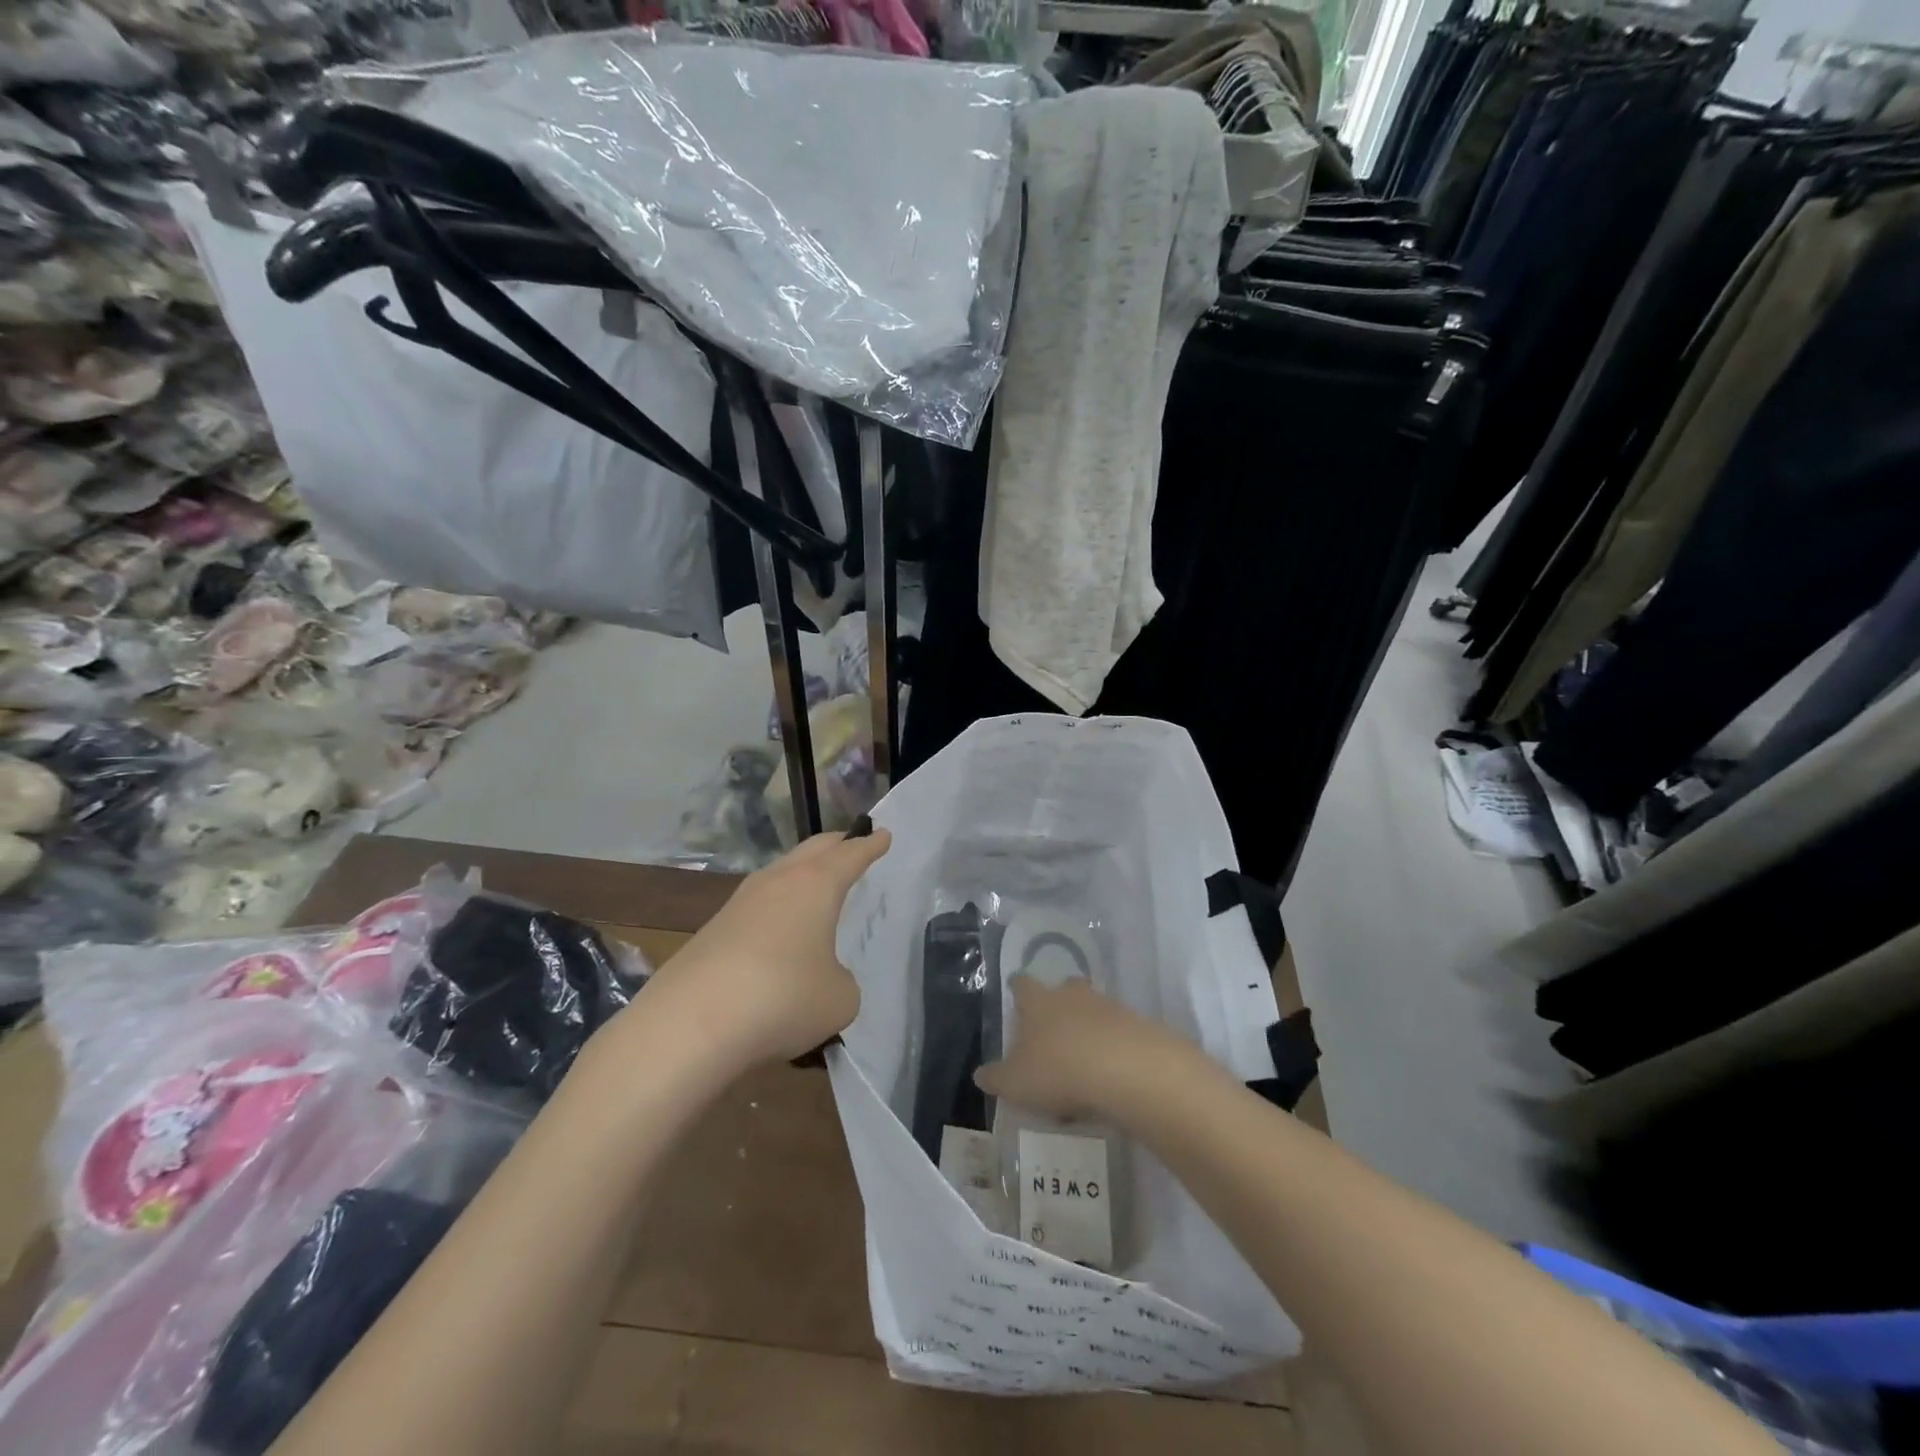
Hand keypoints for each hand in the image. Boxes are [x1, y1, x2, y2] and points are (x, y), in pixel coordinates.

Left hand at [650, 827, 890, 1067]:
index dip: (871, 846)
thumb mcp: (839, 999)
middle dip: (836, 845)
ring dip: (802, 875)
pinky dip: (777, 909)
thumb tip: (822, 977)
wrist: (689, 1025)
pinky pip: (758, 906)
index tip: (883, 834)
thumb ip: (841, 980)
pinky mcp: (713, 930)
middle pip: (812, 850)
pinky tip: (779, 931)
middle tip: (852, 844)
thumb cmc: (783, 999)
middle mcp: (778, 882)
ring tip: (816, 885)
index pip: (851, 855)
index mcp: (816, 885)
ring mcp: (740, 903)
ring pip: (780, 874)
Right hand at [974, 974, 1199, 1120]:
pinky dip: (1112, 1046)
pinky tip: (1110, 1074)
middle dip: (1059, 1002)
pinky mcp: (1136, 1025)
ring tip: (1083, 1059)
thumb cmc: (1058, 1070)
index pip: (1022, 984)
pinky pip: (1118, 1031)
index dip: (1017, 989)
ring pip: (1093, 1008)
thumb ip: (996, 1078)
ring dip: (1088, 1025)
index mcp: (1038, 1002)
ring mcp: (1107, 1007)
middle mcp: (1071, 996)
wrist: (1126, 1070)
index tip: (1015, 992)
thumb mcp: (1016, 1083)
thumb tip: (980, 1074)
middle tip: (1053, 1026)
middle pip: (1064, 987)